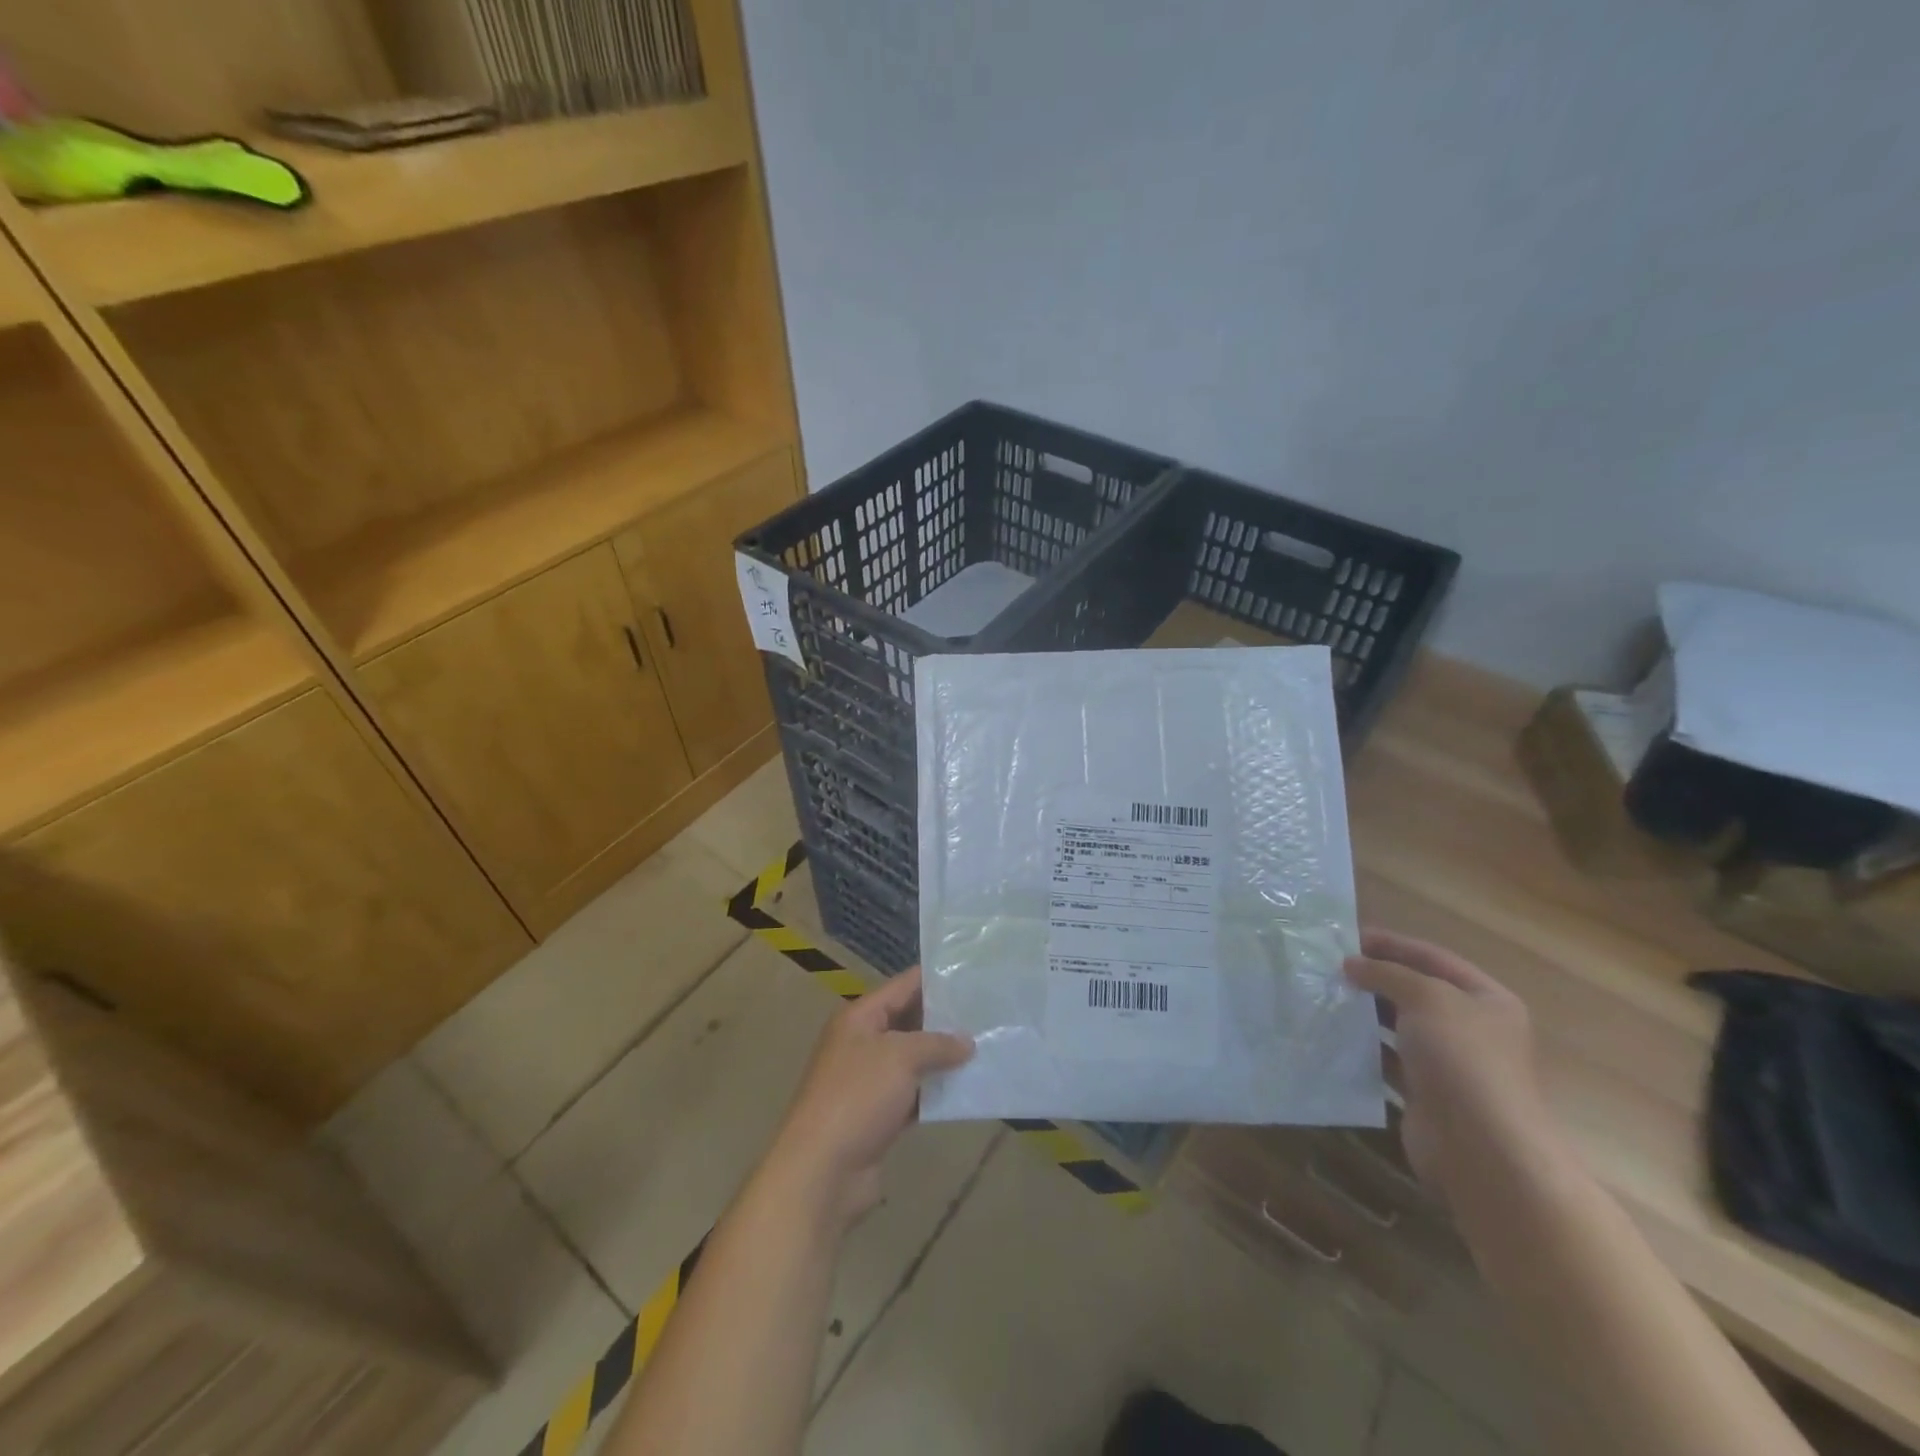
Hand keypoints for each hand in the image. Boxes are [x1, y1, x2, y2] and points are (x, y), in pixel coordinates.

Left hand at [765, 968, 973, 1226]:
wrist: (821, 1171)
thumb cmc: (857, 1096)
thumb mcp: (900, 1057)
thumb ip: (936, 1043)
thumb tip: (967, 1041)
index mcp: (859, 1018)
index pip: (902, 986)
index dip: (934, 978)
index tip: (971, 974)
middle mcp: (862, 1044)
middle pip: (909, 1022)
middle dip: (945, 1020)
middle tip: (987, 1013)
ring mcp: (870, 1082)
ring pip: (913, 1061)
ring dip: (943, 1059)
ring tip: (986, 1048)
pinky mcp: (879, 1117)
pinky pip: (914, 1096)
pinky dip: (936, 1094)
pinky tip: (968, 1090)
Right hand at [1345, 928, 1558, 1205]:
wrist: (1482, 1150)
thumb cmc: (1462, 1060)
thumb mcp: (1426, 998)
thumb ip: (1387, 973)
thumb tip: (1352, 964)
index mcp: (1486, 1000)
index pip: (1432, 957)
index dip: (1391, 944)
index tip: (1345, 937)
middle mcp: (1471, 1029)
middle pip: (1415, 991)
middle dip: (1374, 977)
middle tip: (1327, 967)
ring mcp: (1449, 1064)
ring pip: (1398, 1025)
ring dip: (1364, 1011)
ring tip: (1324, 996)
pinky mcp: (1425, 1093)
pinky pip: (1388, 1060)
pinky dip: (1362, 1048)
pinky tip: (1332, 1037)